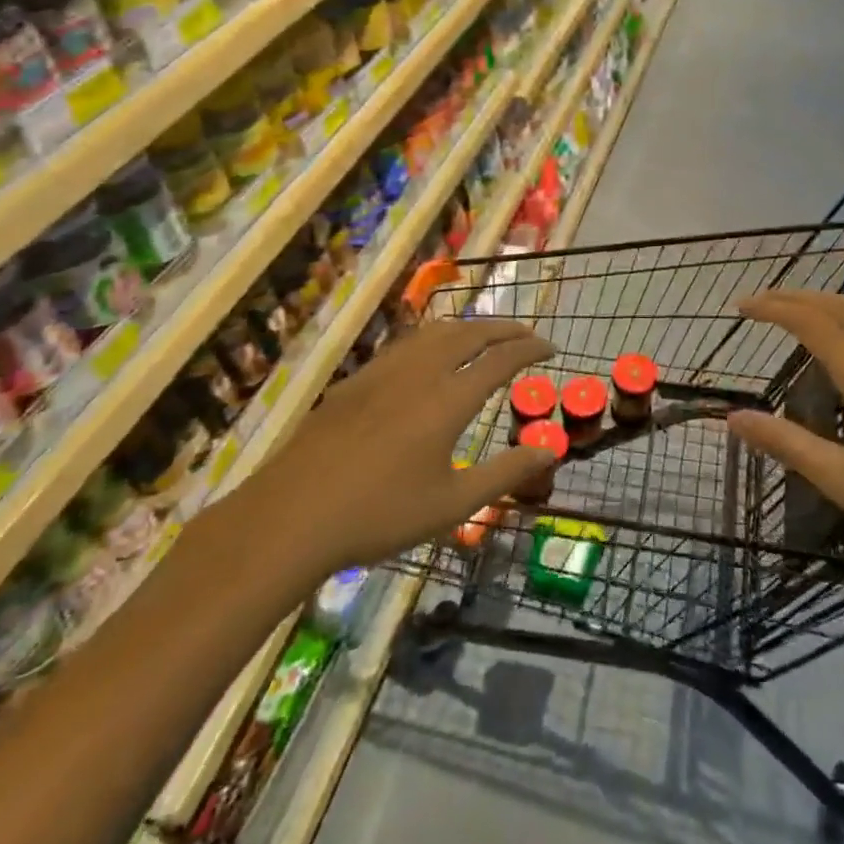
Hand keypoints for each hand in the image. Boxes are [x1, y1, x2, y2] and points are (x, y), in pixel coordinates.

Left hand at [247, 318, 558, 582]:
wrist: (292, 515)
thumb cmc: (380, 515)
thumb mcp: (452, 504)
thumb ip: (504, 473)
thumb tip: (548, 450)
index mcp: (448, 399)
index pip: (501, 359)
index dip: (530, 348)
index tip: (550, 348)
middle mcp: (420, 372)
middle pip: (470, 333)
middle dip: (504, 328)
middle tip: (526, 334)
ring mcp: (384, 371)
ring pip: (435, 332)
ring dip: (469, 327)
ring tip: (485, 336)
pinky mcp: (357, 380)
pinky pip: (407, 343)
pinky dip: (435, 338)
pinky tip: (430, 356)